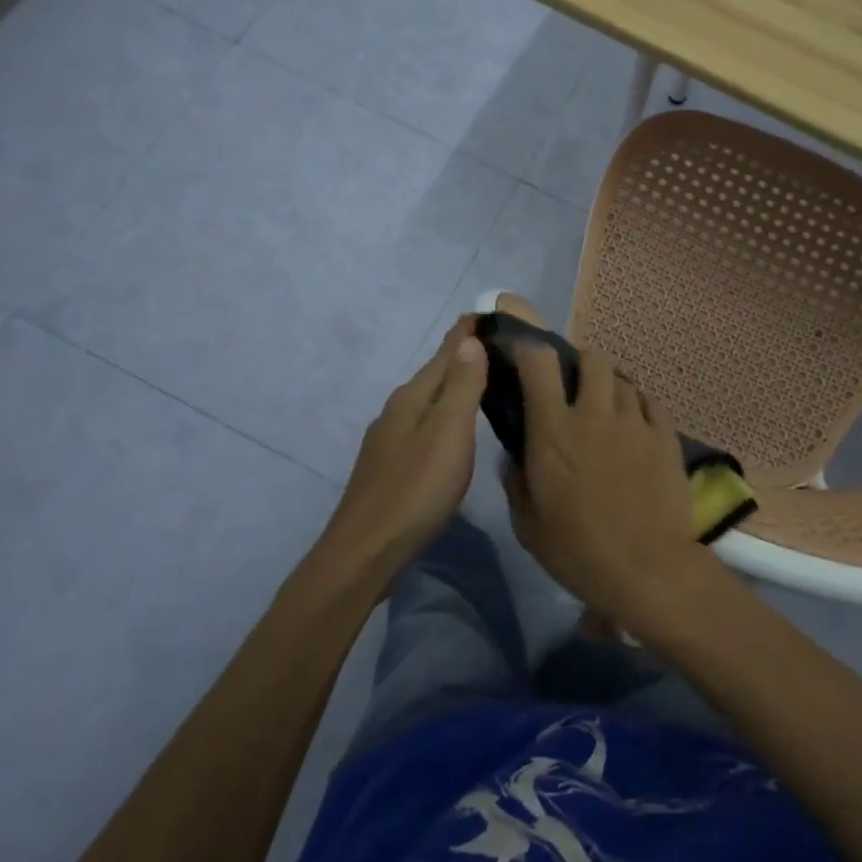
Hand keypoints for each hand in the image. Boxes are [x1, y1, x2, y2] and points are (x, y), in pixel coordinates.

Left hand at [324, 318, 488, 577]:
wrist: (366, 551)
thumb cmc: (415, 490)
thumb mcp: (448, 433)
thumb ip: (461, 386)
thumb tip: (469, 340)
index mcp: (412, 398)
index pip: (445, 352)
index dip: (466, 332)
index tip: (488, 310)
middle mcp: (397, 411)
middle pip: (435, 374)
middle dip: (462, 355)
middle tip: (495, 342)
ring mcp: (390, 440)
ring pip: (428, 400)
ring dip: (453, 384)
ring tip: (481, 378)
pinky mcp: (392, 466)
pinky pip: (424, 423)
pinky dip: (444, 413)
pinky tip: (453, 427)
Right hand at [505, 341, 698, 615]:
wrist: (647, 568)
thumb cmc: (577, 550)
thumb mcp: (527, 524)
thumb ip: (516, 482)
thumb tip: (515, 459)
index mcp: (553, 429)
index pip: (539, 362)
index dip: (528, 349)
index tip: (522, 356)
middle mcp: (594, 413)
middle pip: (592, 358)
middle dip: (581, 365)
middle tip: (577, 390)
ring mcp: (635, 422)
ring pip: (624, 380)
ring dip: (611, 390)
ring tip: (610, 413)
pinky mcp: (666, 436)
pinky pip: (652, 403)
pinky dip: (641, 408)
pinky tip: (637, 428)